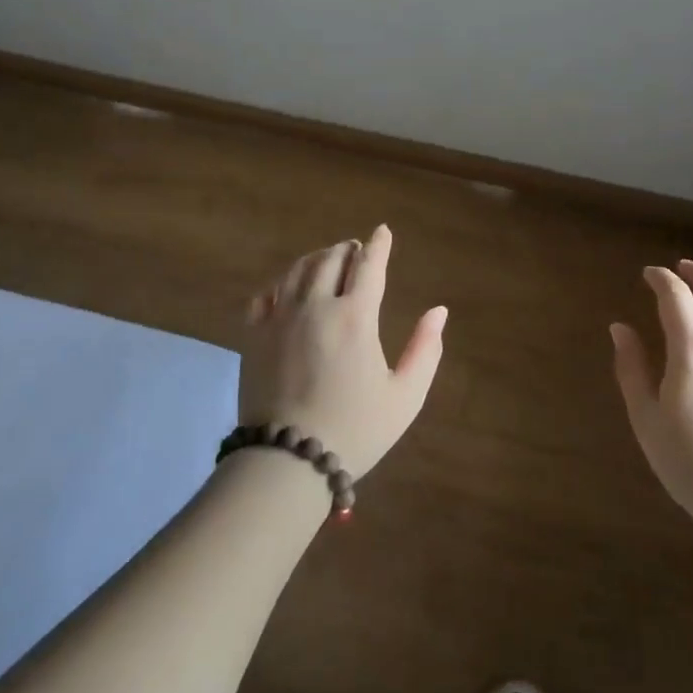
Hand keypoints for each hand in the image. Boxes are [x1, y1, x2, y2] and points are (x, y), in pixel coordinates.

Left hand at [240, 225, 447, 477]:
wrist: (287, 461)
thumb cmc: (355, 430)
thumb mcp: (404, 396)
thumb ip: (425, 350)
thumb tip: (439, 311)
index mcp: (355, 317)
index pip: (369, 265)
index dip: (379, 245)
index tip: (383, 231)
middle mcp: (316, 306)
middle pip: (331, 259)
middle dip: (347, 249)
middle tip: (355, 250)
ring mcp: (280, 319)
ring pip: (297, 270)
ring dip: (316, 258)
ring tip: (326, 260)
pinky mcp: (253, 335)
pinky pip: (264, 294)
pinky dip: (281, 283)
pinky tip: (288, 289)